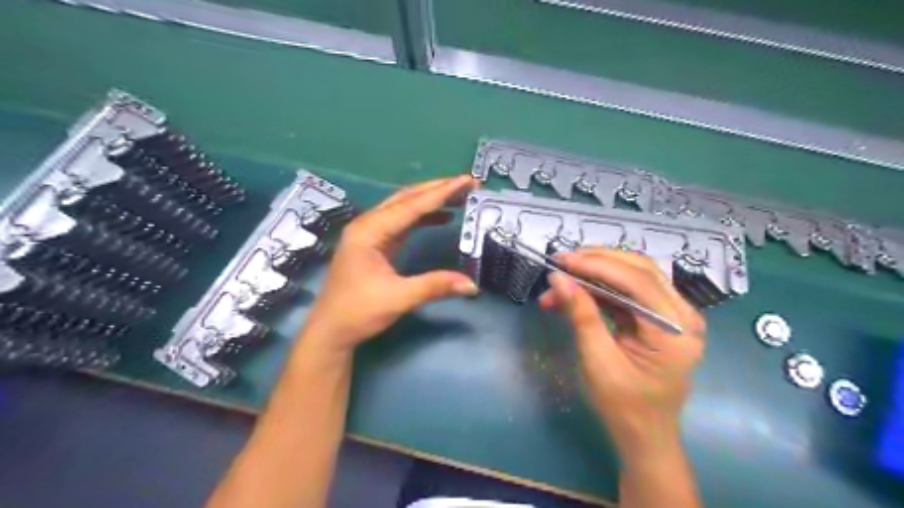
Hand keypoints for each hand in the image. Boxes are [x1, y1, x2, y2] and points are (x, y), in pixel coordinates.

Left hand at [299, 177, 478, 355]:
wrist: (330, 331)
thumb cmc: (358, 312)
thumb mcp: (399, 299)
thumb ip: (435, 286)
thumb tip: (472, 285)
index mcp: (369, 231)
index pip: (411, 205)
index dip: (442, 193)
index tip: (467, 181)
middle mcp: (368, 225)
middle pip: (407, 198)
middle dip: (438, 189)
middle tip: (467, 184)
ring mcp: (370, 233)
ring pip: (404, 207)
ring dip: (431, 200)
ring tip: (460, 196)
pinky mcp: (375, 244)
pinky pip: (402, 222)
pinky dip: (423, 217)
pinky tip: (442, 217)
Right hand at [536, 248, 704, 457]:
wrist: (644, 435)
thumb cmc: (624, 406)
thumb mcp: (598, 361)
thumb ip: (581, 315)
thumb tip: (557, 278)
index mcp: (676, 331)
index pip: (637, 281)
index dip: (597, 265)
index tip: (561, 261)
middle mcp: (683, 315)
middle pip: (639, 270)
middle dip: (596, 261)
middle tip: (561, 262)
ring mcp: (675, 314)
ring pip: (633, 275)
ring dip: (595, 273)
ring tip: (561, 281)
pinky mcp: (660, 317)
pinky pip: (629, 291)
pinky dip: (600, 288)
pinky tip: (575, 293)